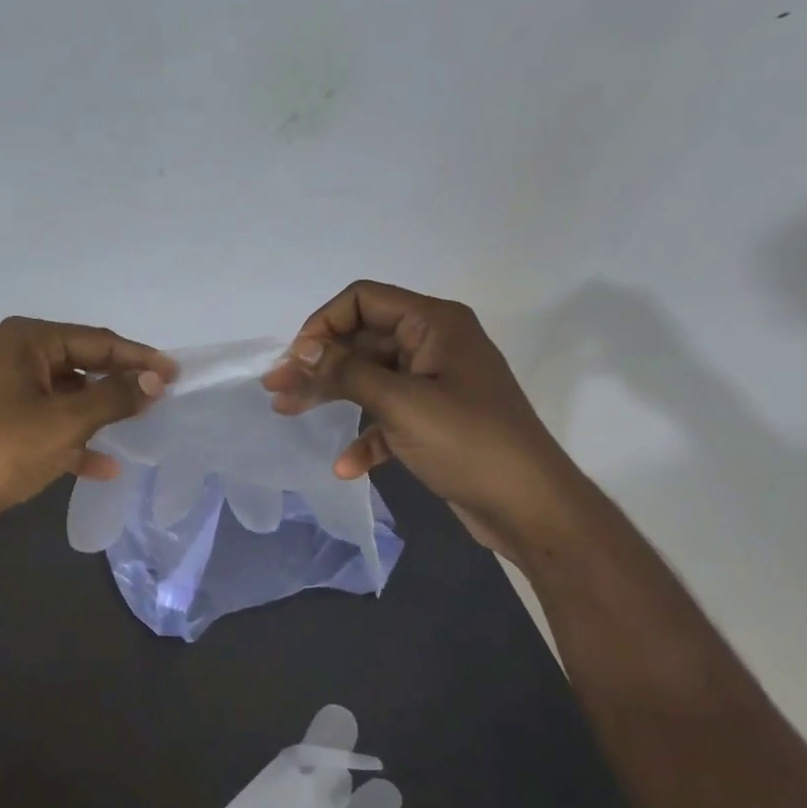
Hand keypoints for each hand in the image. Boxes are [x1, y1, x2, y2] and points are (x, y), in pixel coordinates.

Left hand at [0, 317, 176, 541]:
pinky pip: (46, 422)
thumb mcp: (67, 421)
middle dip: (117, 384)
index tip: (174, 374)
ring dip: (97, 413)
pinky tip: (104, 466)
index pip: (95, 340)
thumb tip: (155, 381)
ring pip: (63, 395)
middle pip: (79, 364)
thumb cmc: (5, 449)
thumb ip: (115, 397)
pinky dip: (72, 439)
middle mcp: (11, 355)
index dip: (138, 358)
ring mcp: (1, 390)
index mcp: (25, 340)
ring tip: (137, 425)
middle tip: (158, 397)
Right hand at [260, 282, 595, 564]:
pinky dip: (364, 436)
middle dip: (318, 363)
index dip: (323, 324)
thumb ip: (347, 371)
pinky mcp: (434, 421)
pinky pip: (388, 416)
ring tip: (287, 413)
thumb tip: (301, 349)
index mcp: (435, 324)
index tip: (296, 360)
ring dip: (331, 395)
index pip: (364, 300)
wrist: (530, 507)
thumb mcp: (401, 403)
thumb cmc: (468, 443)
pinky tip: (345, 466)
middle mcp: (434, 345)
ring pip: (369, 378)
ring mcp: (435, 384)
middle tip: (276, 388)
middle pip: (362, 340)